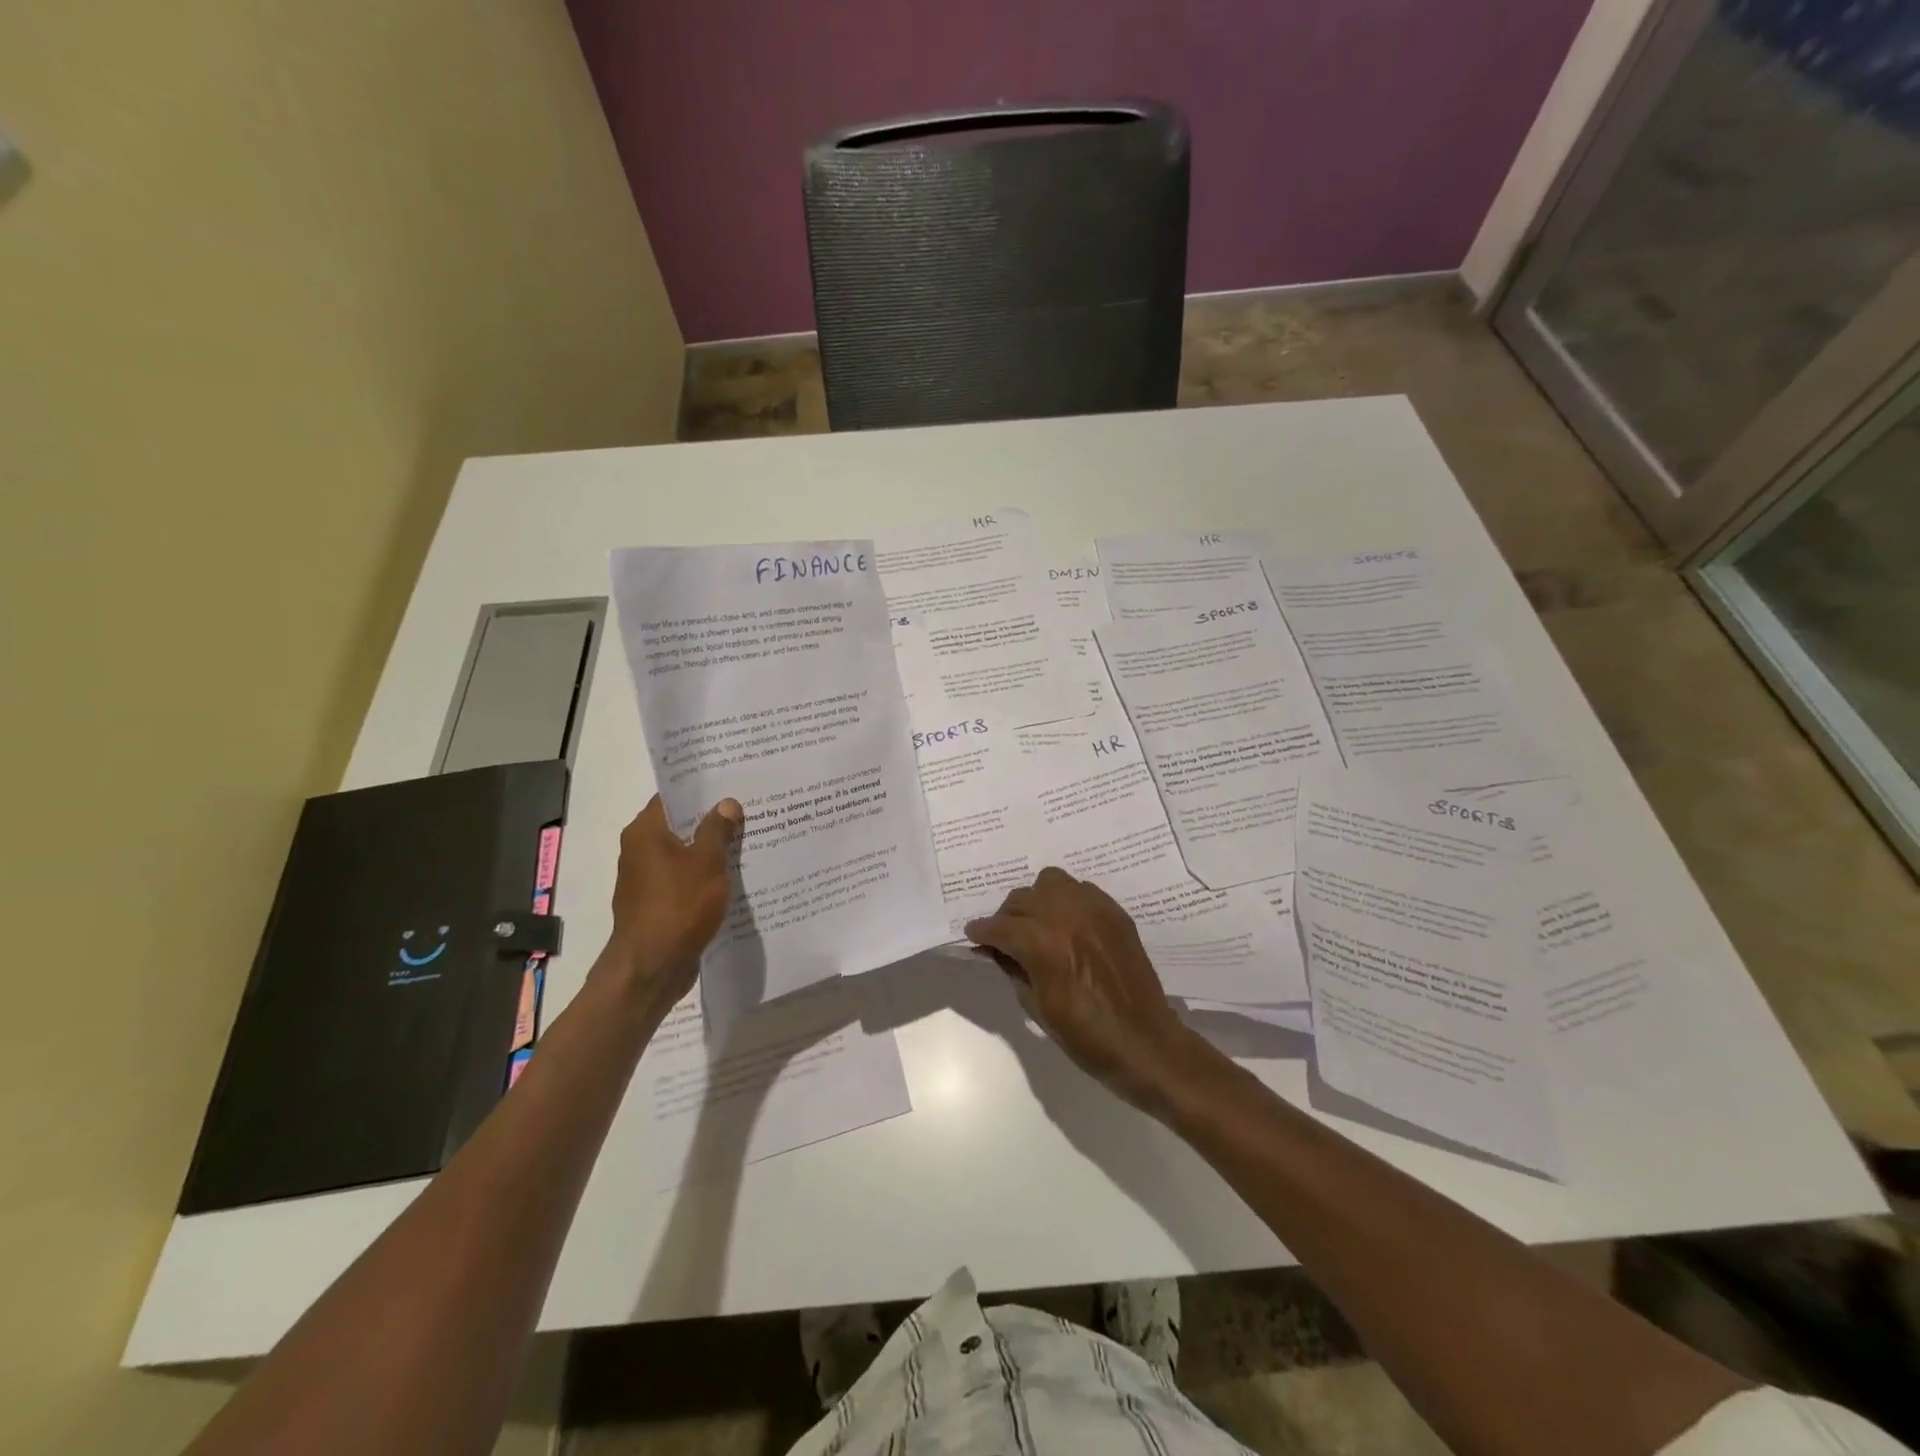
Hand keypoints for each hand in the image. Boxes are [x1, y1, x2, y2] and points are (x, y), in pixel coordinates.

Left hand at [601, 794, 741, 1001]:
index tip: (730, 782)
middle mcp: (639, 850)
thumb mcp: (707, 862)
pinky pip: (684, 879)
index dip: (700, 789)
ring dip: (710, 849)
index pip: (672, 797)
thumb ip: (717, 830)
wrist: (652, 967)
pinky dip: (704, 875)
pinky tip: (733, 876)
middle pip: (679, 825)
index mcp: (645, 832)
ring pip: (683, 854)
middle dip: (711, 819)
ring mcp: (646, 879)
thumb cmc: (678, 905)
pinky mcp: (657, 904)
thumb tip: (726, 803)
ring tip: (748, 839)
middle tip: (748, 808)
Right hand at [965, 867, 1214, 1115]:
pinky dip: (1067, 901)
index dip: (982, 932)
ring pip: (1051, 882)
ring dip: (1037, 900)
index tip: (974, 936)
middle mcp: (1065, 915)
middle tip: (1006, 938)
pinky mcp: (1114, 912)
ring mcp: (1093, 909)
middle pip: (1021, 899)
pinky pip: (1081, 890)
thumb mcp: (1036, 1007)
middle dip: (1007, 918)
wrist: (1143, 1041)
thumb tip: (997, 950)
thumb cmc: (1084, 1036)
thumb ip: (1013, 969)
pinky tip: (1069, 926)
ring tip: (1039, 924)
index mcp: (1042, 944)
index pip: (999, 926)